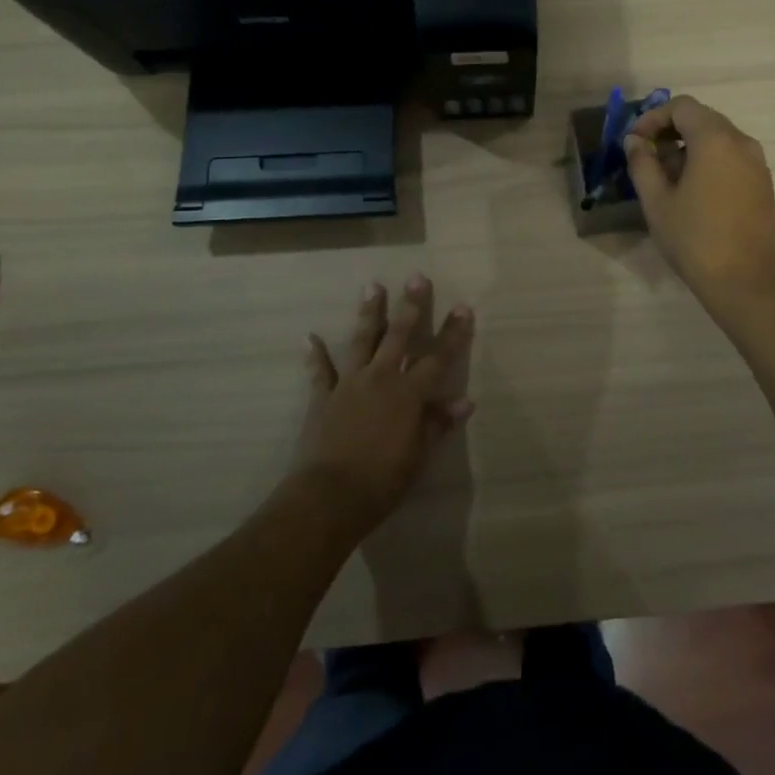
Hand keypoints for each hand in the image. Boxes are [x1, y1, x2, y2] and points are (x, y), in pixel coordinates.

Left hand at [293, 275, 475, 532]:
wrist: (329, 496)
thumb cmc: (382, 481)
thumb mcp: (418, 456)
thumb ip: (438, 424)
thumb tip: (464, 401)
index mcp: (408, 394)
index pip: (438, 357)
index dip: (452, 333)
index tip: (463, 306)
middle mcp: (381, 379)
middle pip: (399, 336)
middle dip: (411, 306)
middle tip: (417, 277)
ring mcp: (349, 384)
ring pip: (362, 341)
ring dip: (369, 313)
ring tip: (373, 286)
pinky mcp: (323, 397)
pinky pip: (320, 371)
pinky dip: (316, 355)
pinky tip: (310, 338)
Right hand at [623, 95, 774, 314]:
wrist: (747, 282)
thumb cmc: (695, 239)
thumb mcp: (657, 201)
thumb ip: (642, 164)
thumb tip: (634, 141)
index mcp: (716, 139)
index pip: (682, 106)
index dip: (653, 118)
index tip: (634, 142)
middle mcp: (742, 142)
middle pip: (701, 118)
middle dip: (670, 131)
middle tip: (645, 158)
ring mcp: (757, 164)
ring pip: (717, 138)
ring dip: (688, 147)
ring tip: (664, 178)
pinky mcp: (763, 184)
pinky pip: (731, 157)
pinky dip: (707, 161)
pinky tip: (690, 191)